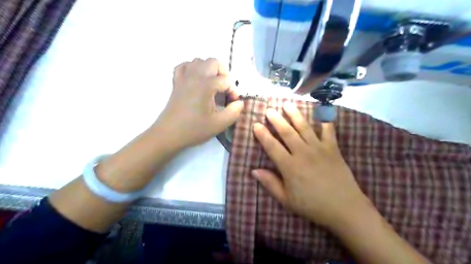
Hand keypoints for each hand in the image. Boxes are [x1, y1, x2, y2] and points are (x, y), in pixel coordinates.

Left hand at [155, 58, 242, 147]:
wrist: (168, 134)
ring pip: (198, 61)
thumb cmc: (194, 129)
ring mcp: (183, 78)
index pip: (226, 80)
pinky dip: (192, 69)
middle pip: (213, 62)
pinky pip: (184, 66)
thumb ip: (234, 112)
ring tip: (212, 85)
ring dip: (209, 69)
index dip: (233, 91)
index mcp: (206, 85)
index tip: (233, 103)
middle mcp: (195, 76)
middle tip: (225, 89)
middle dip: (223, 74)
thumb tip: (239, 103)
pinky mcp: (176, 83)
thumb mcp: (219, 124)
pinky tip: (196, 80)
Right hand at [252, 102, 373, 229]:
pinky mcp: (332, 148)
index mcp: (289, 166)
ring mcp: (319, 148)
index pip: (272, 146)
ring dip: (294, 115)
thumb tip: (254, 171)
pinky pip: (328, 131)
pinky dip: (325, 120)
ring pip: (304, 127)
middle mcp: (302, 152)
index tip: (256, 124)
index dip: (263, 135)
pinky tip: (322, 111)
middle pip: (287, 132)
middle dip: (276, 119)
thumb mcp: (286, 200)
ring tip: (287, 104)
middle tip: (269, 110)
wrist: (344, 208)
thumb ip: (270, 183)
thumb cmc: (312, 205)